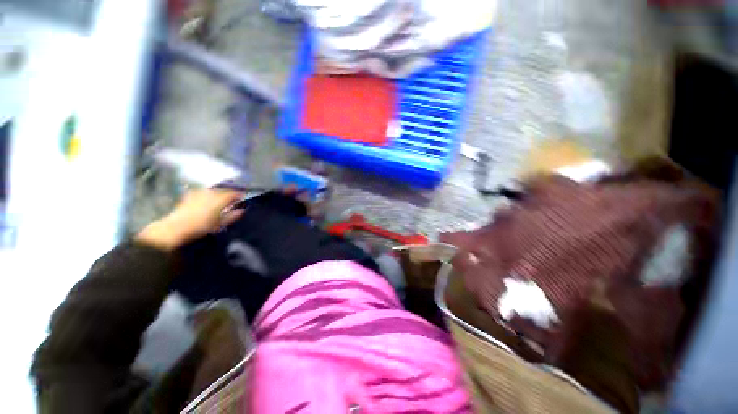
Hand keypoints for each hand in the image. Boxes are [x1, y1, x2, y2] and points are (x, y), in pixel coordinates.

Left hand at [136, 189, 243, 250]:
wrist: (177, 227)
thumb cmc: (202, 226)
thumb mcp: (221, 223)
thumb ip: (233, 216)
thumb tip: (242, 210)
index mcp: (221, 198)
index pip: (234, 193)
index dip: (239, 195)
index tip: (243, 198)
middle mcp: (211, 192)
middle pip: (224, 189)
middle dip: (229, 193)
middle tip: (233, 199)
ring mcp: (200, 192)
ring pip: (214, 189)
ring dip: (219, 192)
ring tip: (221, 198)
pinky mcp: (190, 194)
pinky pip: (204, 191)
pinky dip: (208, 194)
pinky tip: (208, 199)